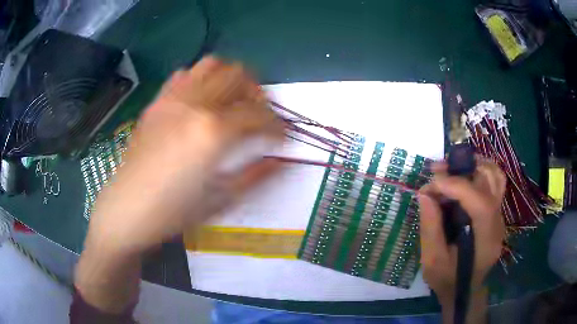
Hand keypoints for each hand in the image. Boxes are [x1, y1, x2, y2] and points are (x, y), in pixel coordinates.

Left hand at [84, 56, 283, 255]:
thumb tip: (280, 160)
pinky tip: (199, 101)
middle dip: (257, 93)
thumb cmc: (172, 212)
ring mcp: (172, 99)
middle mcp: (194, 104)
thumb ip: (255, 175)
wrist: (126, 210)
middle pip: (239, 75)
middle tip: (259, 115)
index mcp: (212, 132)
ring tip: (232, 101)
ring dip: (230, 79)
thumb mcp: (220, 200)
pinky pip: (183, 75)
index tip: (281, 138)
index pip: (259, 115)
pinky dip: (199, 80)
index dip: (277, 126)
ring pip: (211, 65)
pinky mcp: (156, 102)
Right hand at [417, 157, 505, 306]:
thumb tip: (424, 193)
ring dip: (474, 165)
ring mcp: (500, 217)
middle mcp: (498, 223)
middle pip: (492, 181)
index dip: (456, 185)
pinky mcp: (496, 214)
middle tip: (439, 170)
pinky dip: (478, 173)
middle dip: (464, 169)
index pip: (480, 202)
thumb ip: (430, 228)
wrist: (465, 291)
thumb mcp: (432, 261)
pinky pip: (493, 183)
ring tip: (451, 169)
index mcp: (485, 240)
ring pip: (496, 177)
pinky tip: (462, 178)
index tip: (431, 183)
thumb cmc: (448, 281)